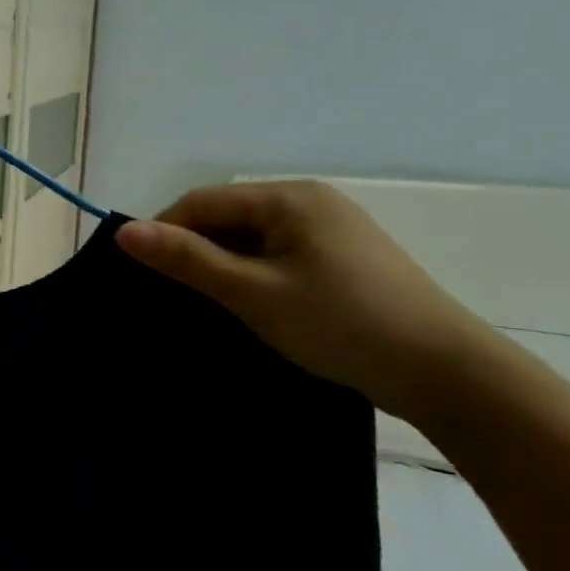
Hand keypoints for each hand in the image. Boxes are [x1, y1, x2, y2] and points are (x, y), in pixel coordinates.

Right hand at [114, 180, 500, 421]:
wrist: (445, 373)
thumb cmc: (340, 323)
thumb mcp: (251, 291)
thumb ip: (186, 259)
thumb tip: (124, 232)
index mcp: (289, 198)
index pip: (201, 202)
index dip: (164, 234)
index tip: (142, 277)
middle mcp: (309, 202)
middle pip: (225, 218)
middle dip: (193, 253)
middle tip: (173, 298)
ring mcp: (329, 231)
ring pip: (249, 240)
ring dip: (221, 268)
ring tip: (207, 307)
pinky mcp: (341, 260)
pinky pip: (275, 256)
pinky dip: (251, 277)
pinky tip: (249, 308)